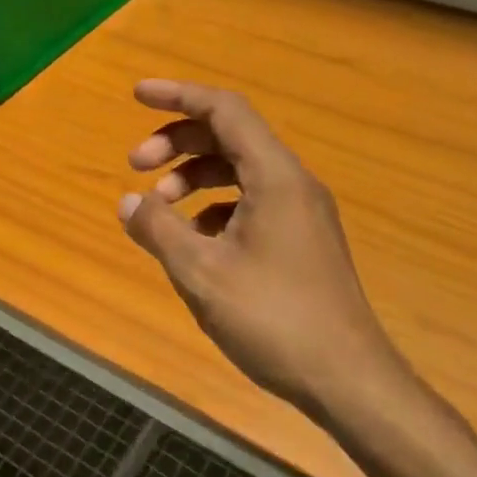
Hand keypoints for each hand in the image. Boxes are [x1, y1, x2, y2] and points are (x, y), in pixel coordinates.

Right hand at [119, 80, 411, 422]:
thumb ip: (158, 229)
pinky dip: (213, 206)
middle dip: (177, 142)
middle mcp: (293, 184)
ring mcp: (301, 213)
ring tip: (158, 208)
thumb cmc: (273, 319)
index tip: (136, 95)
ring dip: (193, 176)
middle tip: (135, 165)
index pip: (224, 110)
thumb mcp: (201, 273)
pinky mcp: (300, 241)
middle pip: (229, 136)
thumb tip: (128, 200)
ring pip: (239, 171)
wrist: (348, 381)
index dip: (178, 95)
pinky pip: (250, 202)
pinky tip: (192, 240)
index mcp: (275, 177)